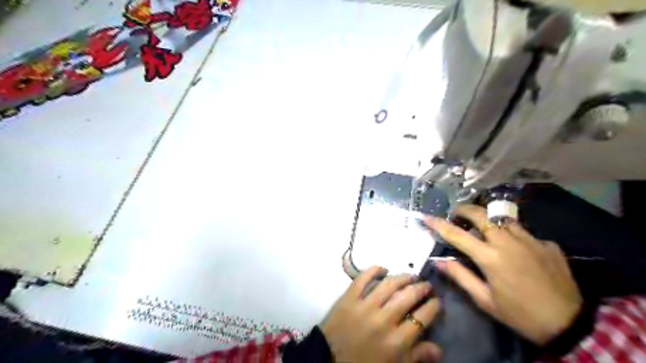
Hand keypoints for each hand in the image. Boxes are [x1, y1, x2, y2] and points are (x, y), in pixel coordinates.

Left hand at [320, 266, 440, 362]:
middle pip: (409, 296)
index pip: (423, 317)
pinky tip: (383, 269)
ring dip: (403, 277)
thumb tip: (438, 348)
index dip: (434, 306)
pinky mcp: (349, 297)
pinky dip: (374, 270)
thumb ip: (416, 357)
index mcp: (397, 341)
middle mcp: (384, 320)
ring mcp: (365, 306)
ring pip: (389, 284)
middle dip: (422, 288)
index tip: (437, 301)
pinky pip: (363, 278)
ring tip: (410, 276)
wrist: (328, 361)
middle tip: (426, 285)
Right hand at [427, 204, 582, 345]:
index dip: (439, 224)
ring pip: (503, 218)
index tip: (426, 217)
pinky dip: (512, 234)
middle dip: (465, 209)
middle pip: (482, 214)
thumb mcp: (485, 300)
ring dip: (488, 219)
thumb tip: (440, 261)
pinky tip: (515, 247)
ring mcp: (530, 240)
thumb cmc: (520, 314)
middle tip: (457, 214)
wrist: (570, 324)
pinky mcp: (547, 244)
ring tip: (483, 227)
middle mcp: (508, 242)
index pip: (457, 235)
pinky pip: (524, 232)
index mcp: (490, 257)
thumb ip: (461, 277)